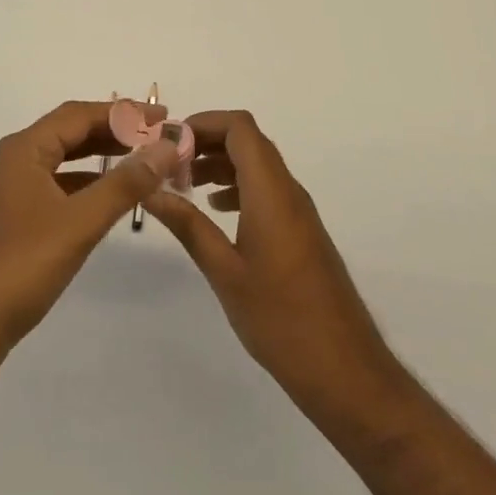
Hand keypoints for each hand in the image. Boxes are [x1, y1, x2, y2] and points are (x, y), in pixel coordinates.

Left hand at [0, 100, 180, 382]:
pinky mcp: (14, 221)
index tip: (163, 118)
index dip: (123, 113)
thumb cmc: (18, 267)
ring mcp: (12, 192)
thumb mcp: (79, 223)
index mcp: (25, 149)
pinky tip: (110, 200)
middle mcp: (16, 161)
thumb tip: (165, 146)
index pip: (80, 114)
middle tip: (159, 139)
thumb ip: (125, 183)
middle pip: (72, 133)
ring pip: (65, 162)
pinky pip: (58, 188)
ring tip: (144, 163)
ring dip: (103, 159)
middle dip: (116, 133)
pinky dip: (87, 186)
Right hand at [144, 110, 407, 422]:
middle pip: (247, 141)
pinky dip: (236, 186)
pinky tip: (214, 210)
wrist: (345, 371)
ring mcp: (298, 212)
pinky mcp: (301, 232)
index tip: (166, 143)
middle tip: (166, 163)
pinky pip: (266, 189)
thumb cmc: (281, 320)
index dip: (202, 123)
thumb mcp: (224, 272)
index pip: (239, 127)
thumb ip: (187, 226)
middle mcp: (288, 191)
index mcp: (271, 192)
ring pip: (257, 165)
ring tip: (182, 185)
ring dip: (220, 164)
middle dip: (205, 142)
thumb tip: (150, 190)